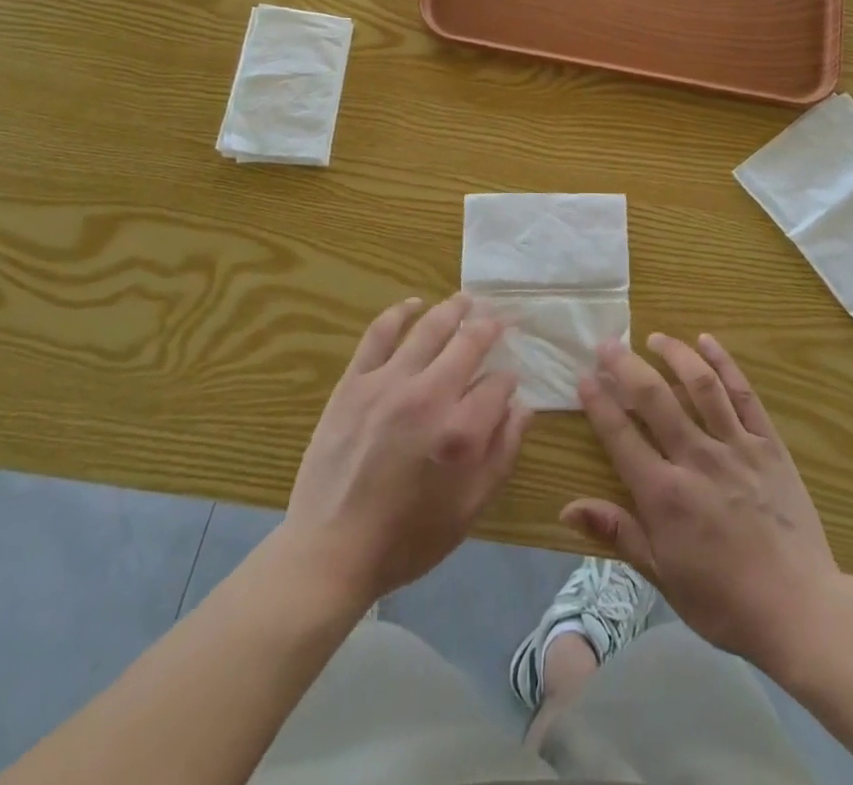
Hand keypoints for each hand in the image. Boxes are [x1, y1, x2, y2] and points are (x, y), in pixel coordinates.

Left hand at [285, 294, 530, 605]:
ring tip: (467, 299)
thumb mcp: (470, 509)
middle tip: (499, 319)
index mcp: (462, 432)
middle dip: (490, 328)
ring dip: (454, 309)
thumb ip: (502, 453)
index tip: (508, 383)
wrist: (331, 552)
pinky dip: (399, 313)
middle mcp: (429, 396)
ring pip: (429, 328)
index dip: (508, 380)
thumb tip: (522, 407)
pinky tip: (414, 304)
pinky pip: (379, 334)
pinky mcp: (354, 383)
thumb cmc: (408, 538)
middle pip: (470, 343)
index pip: (499, 384)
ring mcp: (388, 384)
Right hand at [564, 333, 842, 670]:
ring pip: (700, 385)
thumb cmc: (723, 601)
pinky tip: (707, 342)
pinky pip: (743, 394)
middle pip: (655, 399)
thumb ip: (617, 532)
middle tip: (608, 344)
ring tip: (654, 338)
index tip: (583, 377)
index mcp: (665, 495)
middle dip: (626, 366)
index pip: (621, 436)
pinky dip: (724, 363)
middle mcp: (697, 459)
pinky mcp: (768, 444)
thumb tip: (567, 507)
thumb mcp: (662, 575)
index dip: (599, 403)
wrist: (800, 610)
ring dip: (674, 355)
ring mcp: (736, 447)